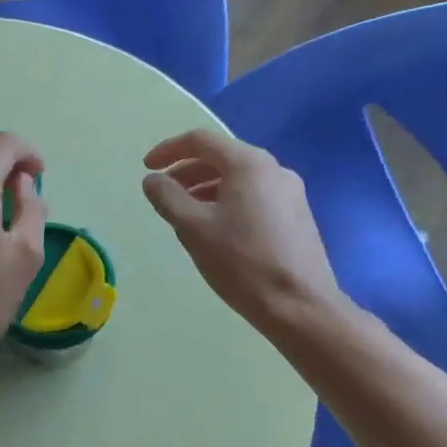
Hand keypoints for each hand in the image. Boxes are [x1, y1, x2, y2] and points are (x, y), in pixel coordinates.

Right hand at [142, 128, 341, 331]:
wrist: (299, 305)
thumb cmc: (241, 262)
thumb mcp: (193, 228)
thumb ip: (168, 197)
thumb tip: (153, 179)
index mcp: (249, 164)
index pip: (201, 141)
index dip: (168, 150)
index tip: (147, 168)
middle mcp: (274, 169)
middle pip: (222, 157)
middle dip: (187, 171)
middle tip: (163, 192)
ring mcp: (290, 192)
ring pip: (239, 178)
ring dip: (206, 187)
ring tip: (185, 213)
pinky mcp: (297, 216)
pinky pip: (254, 195)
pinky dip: (227, 200)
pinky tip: (216, 228)